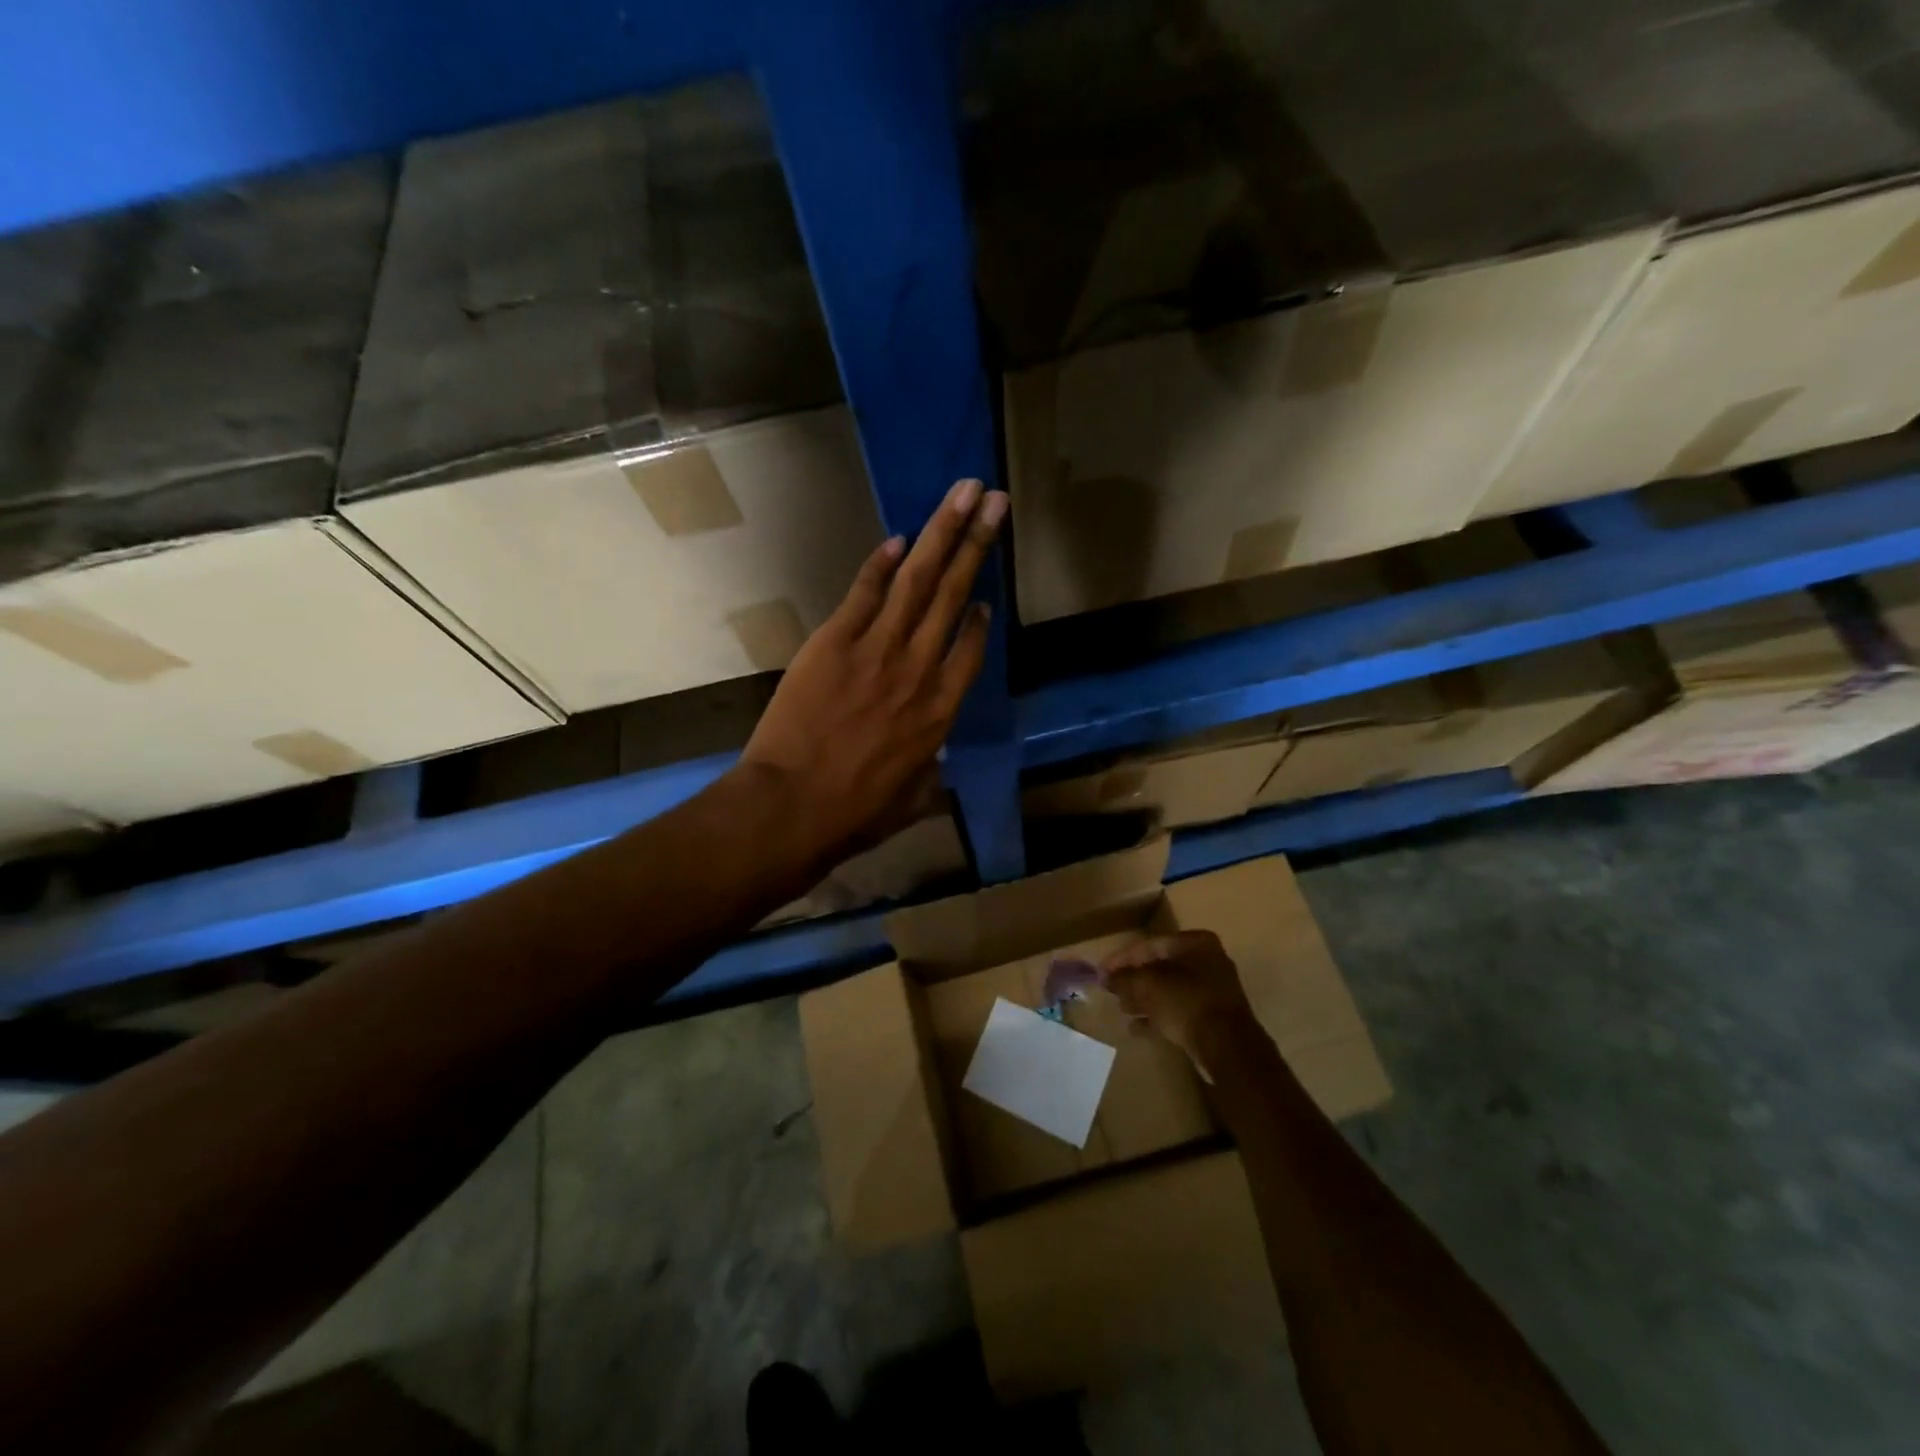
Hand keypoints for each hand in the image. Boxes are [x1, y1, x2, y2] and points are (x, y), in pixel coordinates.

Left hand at [739, 477, 1007, 864]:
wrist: (793, 805)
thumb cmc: (854, 813)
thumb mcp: (910, 802)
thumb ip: (928, 772)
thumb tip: (930, 760)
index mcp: (941, 712)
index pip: (970, 650)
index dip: (979, 619)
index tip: (986, 597)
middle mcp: (919, 670)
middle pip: (954, 596)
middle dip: (977, 544)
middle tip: (995, 501)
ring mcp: (878, 650)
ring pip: (918, 582)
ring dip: (943, 533)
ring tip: (965, 494)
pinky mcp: (835, 642)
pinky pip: (865, 593)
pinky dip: (881, 564)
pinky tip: (899, 537)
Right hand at [1101, 931, 1258, 1069]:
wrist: (1227, 1048)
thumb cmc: (1186, 1003)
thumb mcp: (1148, 986)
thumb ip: (1124, 979)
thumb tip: (1106, 978)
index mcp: (1196, 943)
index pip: (1150, 945)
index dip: (1122, 959)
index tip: (1103, 972)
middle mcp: (1208, 961)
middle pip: (1160, 967)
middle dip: (1134, 980)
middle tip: (1112, 991)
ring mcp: (1213, 990)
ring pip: (1169, 990)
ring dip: (1144, 999)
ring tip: (1122, 1009)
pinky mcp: (1214, 1017)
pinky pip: (1179, 1010)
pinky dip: (1159, 1016)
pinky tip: (1137, 1027)